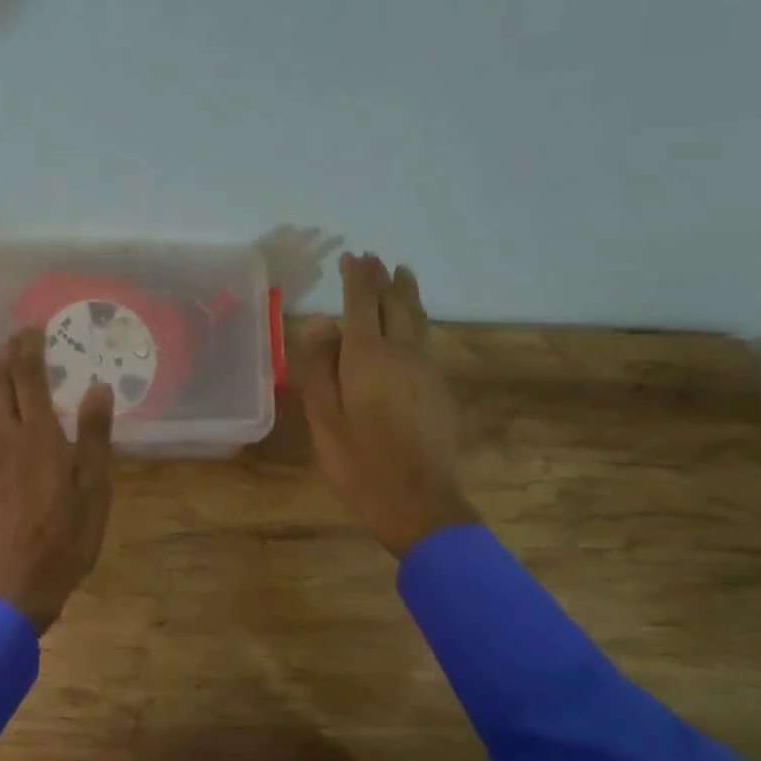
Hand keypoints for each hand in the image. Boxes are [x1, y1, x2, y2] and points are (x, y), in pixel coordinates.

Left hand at [0, 328, 115, 634]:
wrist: (12, 584)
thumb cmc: (64, 538)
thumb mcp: (94, 489)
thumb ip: (95, 435)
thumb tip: (99, 387)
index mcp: (38, 435)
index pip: (28, 376)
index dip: (29, 347)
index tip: (35, 329)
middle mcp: (4, 436)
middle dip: (5, 354)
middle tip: (16, 339)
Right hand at [298, 252, 479, 557]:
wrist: (419, 503)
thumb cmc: (359, 462)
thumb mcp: (323, 417)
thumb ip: (318, 366)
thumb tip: (321, 322)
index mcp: (369, 356)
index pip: (362, 302)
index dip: (356, 277)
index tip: (350, 257)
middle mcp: (404, 353)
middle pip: (397, 303)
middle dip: (384, 278)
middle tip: (375, 260)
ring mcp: (428, 370)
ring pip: (419, 319)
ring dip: (406, 294)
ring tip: (401, 275)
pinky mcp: (441, 390)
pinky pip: (426, 341)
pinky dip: (415, 321)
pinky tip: (410, 329)